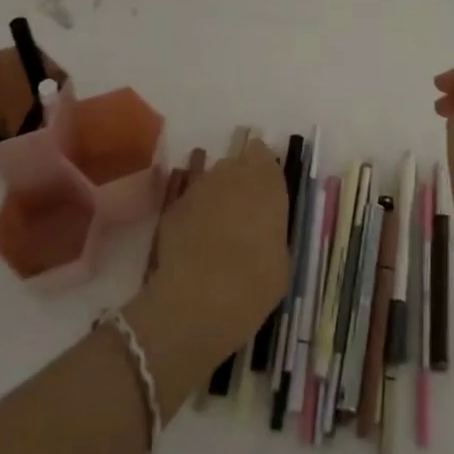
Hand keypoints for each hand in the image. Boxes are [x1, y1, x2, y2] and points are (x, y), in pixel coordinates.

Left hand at [139, 137, 289, 366]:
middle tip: (242, 215)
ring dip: (215, 200)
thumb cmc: (256, 280)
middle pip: (234, 165)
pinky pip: (189, 205)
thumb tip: (264, 230)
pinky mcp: (172, 208)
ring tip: (217, 234)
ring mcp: (198, 188)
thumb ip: (273, 230)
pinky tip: (195, 247)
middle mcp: (231, 172)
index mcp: (266, 179)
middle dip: (238, 184)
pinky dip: (193, 219)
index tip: (264, 193)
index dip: (262, 171)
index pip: (262, 154)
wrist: (201, 299)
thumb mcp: (282, 257)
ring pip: (210, 183)